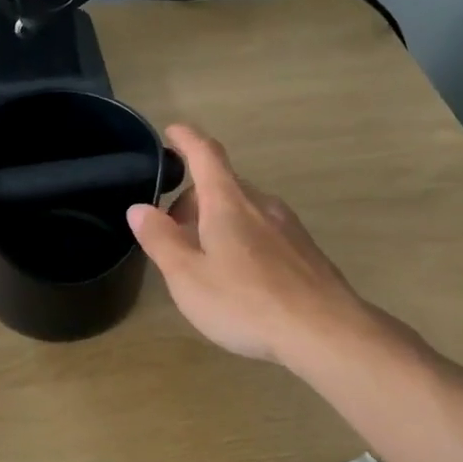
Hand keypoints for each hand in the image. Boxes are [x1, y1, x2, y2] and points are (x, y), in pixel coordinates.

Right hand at [127, 125, 379, 366]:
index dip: (186, 139)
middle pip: (223, 185)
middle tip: (172, 230)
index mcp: (228, 203)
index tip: (172, 131)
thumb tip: (139, 208)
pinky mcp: (304, 251)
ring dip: (217, 220)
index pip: (206, 155)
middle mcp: (261, 204)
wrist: (323, 330)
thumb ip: (161, 240)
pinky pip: (264, 230)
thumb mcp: (188, 276)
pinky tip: (239, 276)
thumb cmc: (245, 301)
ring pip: (244, 209)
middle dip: (194, 198)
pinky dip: (241, 238)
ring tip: (202, 257)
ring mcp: (288, 227)